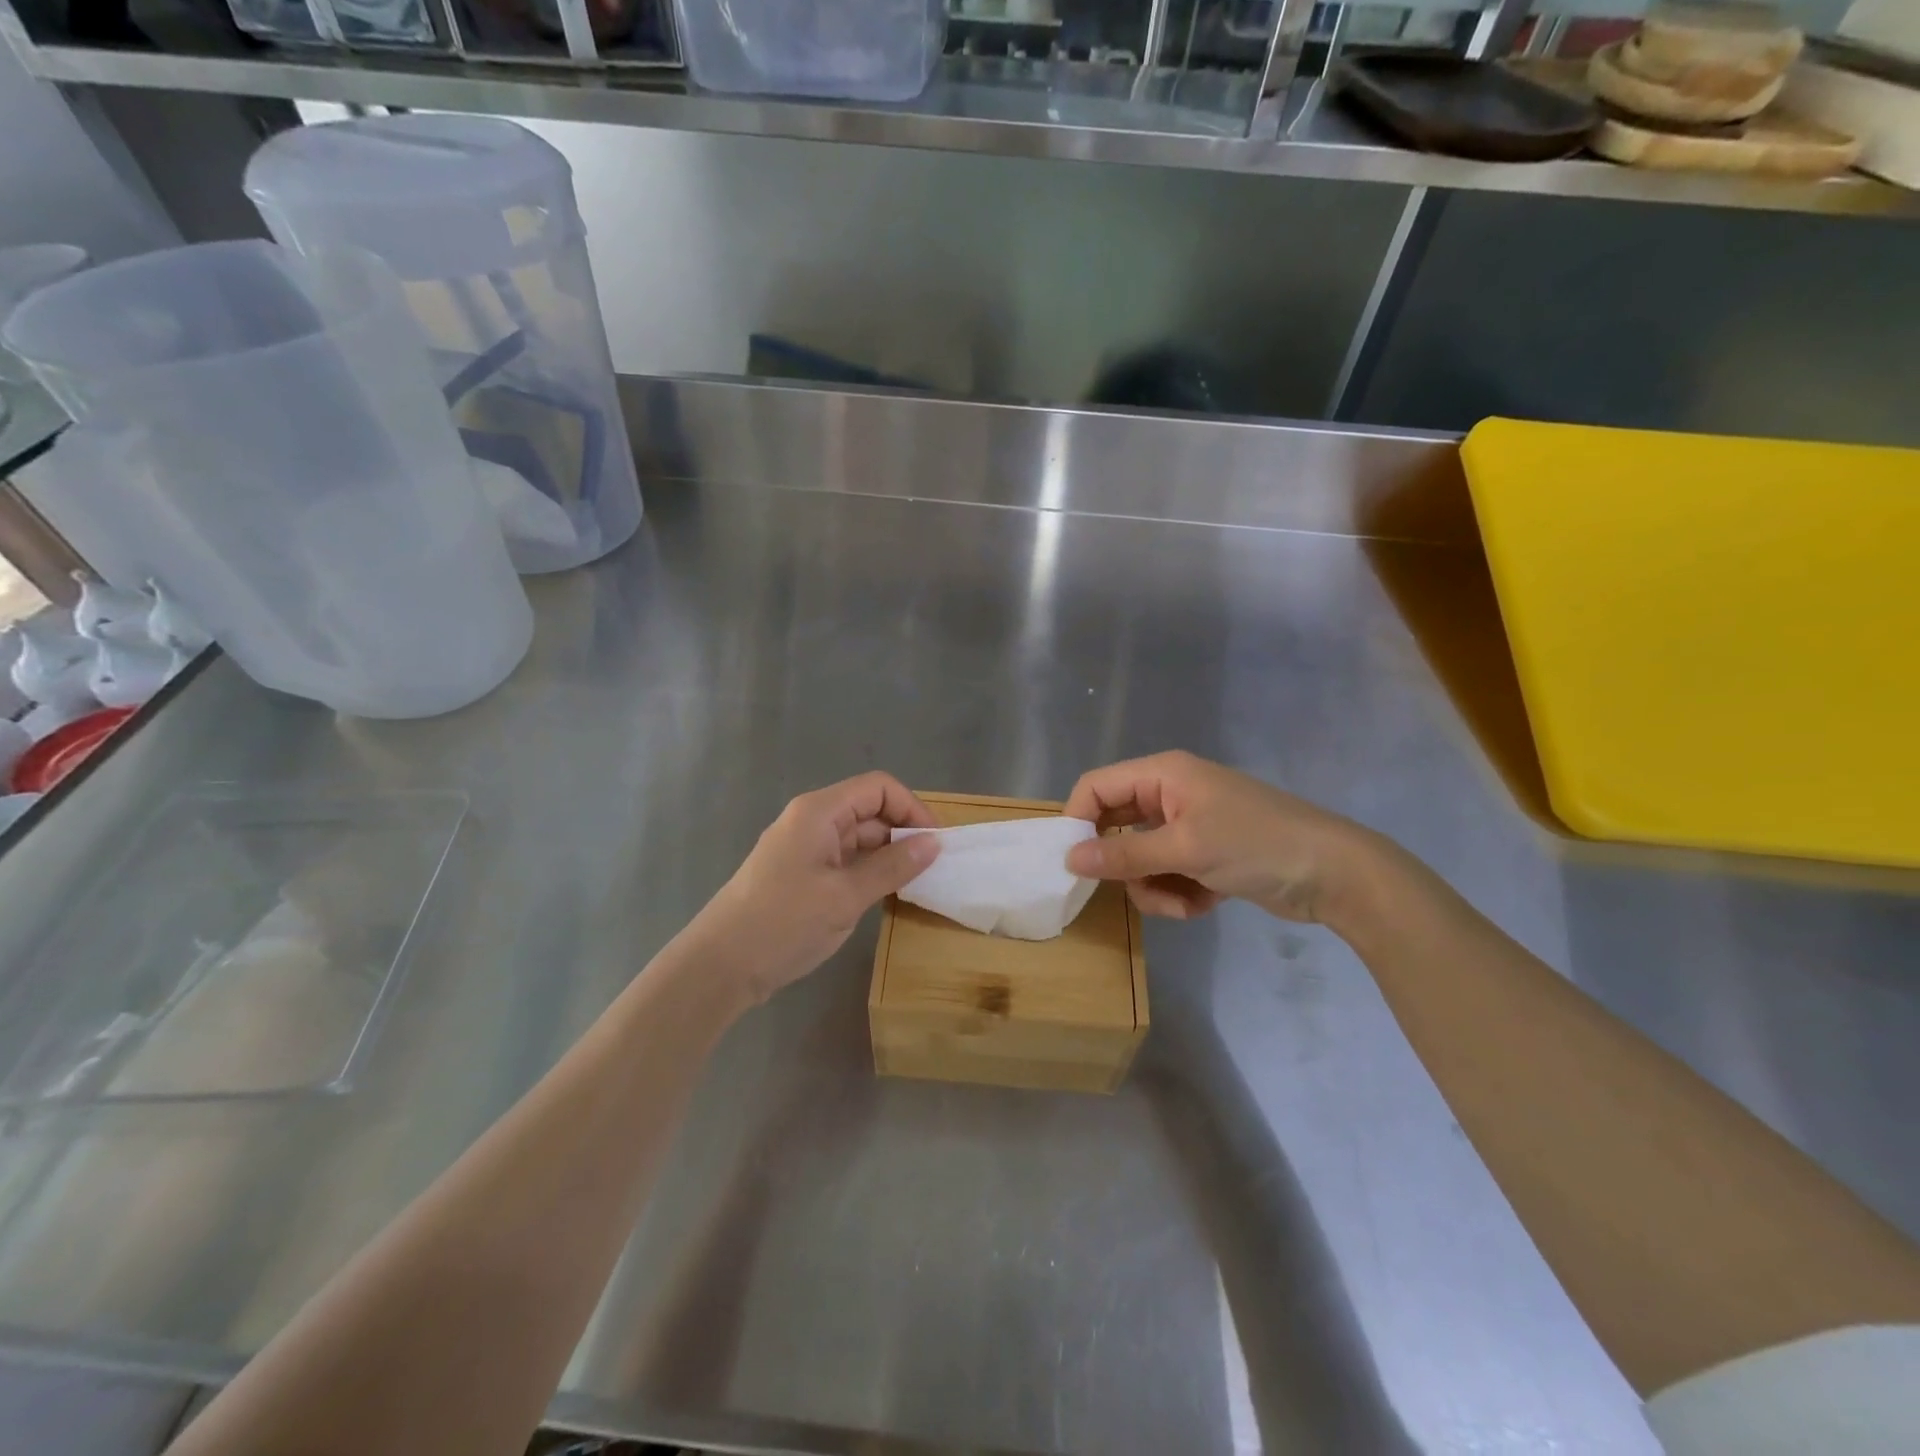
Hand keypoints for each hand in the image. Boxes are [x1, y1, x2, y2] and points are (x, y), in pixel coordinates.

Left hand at [685, 772, 940, 1005]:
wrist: (720, 965)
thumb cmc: (784, 922)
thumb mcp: (846, 896)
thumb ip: (893, 867)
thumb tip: (935, 844)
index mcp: (820, 812)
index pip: (878, 788)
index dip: (912, 809)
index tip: (936, 844)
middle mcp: (811, 821)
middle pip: (868, 810)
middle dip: (903, 833)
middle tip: (932, 869)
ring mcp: (803, 847)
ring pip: (857, 837)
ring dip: (887, 855)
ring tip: (915, 884)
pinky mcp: (799, 873)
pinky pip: (843, 859)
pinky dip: (867, 871)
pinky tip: (884, 895)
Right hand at [1063, 751, 1370, 923]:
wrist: (1334, 874)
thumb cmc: (1255, 845)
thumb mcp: (1185, 848)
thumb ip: (1123, 854)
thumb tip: (1069, 859)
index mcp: (1162, 775)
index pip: (1096, 787)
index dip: (1078, 821)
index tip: (1073, 862)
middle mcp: (1170, 795)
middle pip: (1116, 827)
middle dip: (1124, 864)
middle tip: (1131, 887)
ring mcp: (1188, 827)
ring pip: (1139, 860)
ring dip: (1153, 887)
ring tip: (1182, 902)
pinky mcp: (1204, 857)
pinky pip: (1167, 875)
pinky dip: (1178, 894)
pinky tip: (1204, 904)